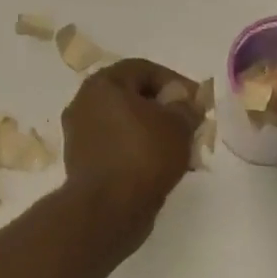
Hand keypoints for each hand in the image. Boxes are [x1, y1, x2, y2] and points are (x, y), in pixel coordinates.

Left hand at [61, 58, 201, 249]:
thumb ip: (186, 105)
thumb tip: (184, 101)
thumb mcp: (178, 124)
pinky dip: (137, 150)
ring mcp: (80, 134)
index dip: (175, 81)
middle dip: (164, 109)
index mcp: (102, 84)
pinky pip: (116, 146)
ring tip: (180, 149)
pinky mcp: (82, 161)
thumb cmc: (143, 155)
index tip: (196, 101)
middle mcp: (84, 103)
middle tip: (190, 124)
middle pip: (131, 96)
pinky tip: (161, 166)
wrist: (108, 208)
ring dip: (152, 132)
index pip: (143, 69)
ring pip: (124, 123)